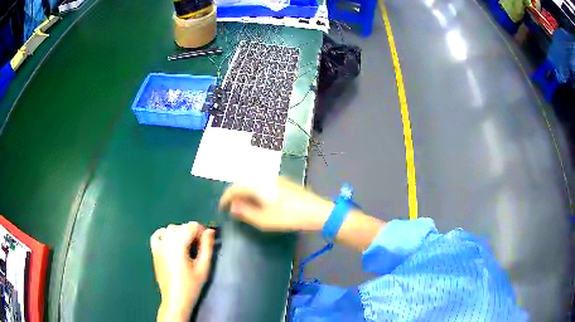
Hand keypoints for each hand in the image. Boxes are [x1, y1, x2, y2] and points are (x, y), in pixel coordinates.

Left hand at [150, 222, 214, 321]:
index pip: (192, 226)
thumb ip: (207, 247)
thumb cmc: (191, 285)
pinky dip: (165, 234)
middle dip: (193, 232)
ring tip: (188, 247)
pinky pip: (158, 234)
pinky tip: (172, 242)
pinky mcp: (154, 251)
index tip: (208, 242)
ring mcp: (158, 245)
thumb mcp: (203, 267)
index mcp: (178, 244)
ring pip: (171, 229)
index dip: (202, 231)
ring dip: (181, 233)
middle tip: (201, 247)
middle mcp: (166, 240)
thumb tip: (210, 231)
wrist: (175, 299)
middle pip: (182, 226)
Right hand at [219, 177, 332, 231]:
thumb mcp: (263, 220)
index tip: (222, 208)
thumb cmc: (288, 217)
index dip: (226, 198)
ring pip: (254, 183)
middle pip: (243, 183)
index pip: (235, 188)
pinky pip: (263, 184)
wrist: (315, 211)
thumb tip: (233, 207)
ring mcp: (276, 178)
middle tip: (232, 208)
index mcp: (257, 184)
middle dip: (235, 195)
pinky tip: (259, 202)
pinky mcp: (284, 182)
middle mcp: (264, 177)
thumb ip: (245, 212)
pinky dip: (256, 192)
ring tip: (244, 206)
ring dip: (246, 193)